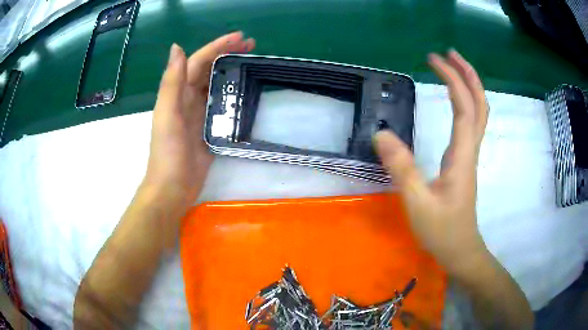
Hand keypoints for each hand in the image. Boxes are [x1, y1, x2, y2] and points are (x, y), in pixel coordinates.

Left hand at [144, 32, 254, 207]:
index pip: (198, 62)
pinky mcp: (209, 127)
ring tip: (252, 61)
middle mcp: (188, 98)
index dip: (217, 46)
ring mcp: (199, 113)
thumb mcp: (168, 115)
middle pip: (209, 69)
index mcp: (178, 93)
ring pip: (216, 84)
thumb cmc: (168, 152)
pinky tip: (246, 90)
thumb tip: (177, 47)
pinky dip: (233, 93)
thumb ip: (172, 82)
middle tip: (251, 45)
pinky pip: (222, 104)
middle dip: (228, 54)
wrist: (173, 187)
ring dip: (231, 70)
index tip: (240, 37)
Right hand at [374, 50, 488, 274]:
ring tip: (453, 68)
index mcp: (462, 155)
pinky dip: (467, 103)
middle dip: (468, 75)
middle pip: (480, 104)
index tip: (433, 59)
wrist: (460, 250)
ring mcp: (469, 155)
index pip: (463, 106)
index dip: (451, 79)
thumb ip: (401, 169)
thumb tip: (381, 134)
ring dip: (470, 86)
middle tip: (449, 54)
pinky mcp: (464, 161)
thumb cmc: (442, 231)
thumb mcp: (418, 204)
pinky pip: (471, 124)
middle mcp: (470, 149)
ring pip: (479, 113)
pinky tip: (455, 100)